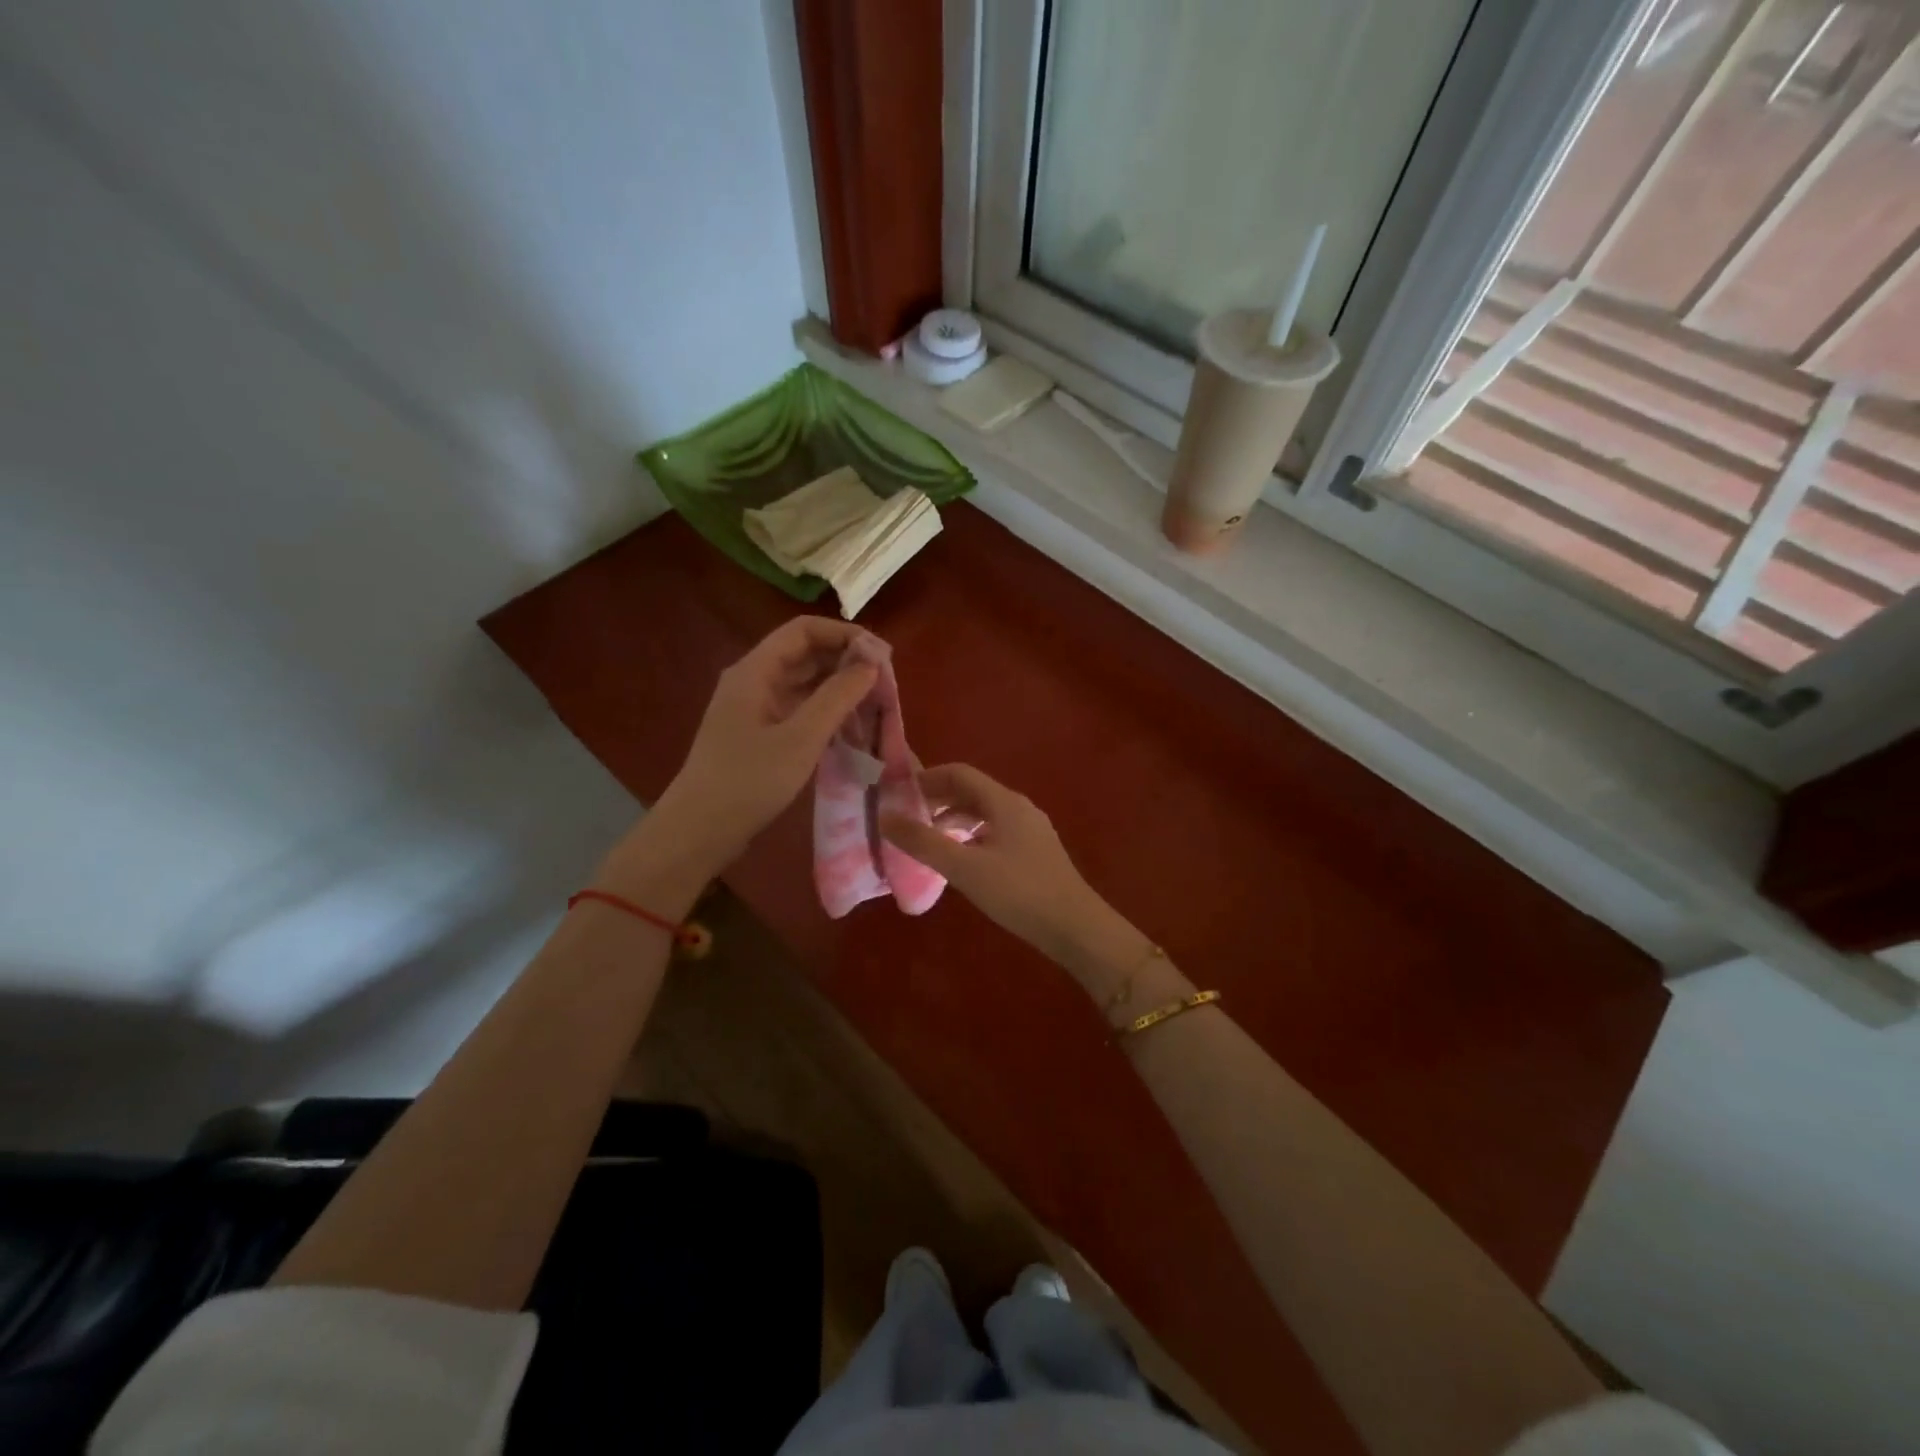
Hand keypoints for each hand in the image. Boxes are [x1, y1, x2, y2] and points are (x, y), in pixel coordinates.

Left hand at [646, 617, 876, 872]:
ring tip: (875, 703)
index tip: (881, 654)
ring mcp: (754, 709)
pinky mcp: (758, 734)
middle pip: (804, 654)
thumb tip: (871, 664)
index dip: (844, 634)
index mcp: (755, 670)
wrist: (699, 831)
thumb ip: (837, 697)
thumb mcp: (801, 738)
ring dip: (838, 688)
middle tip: (885, 682)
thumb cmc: (749, 781)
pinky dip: (825, 711)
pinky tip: (850, 727)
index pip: (804, 630)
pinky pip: (797, 709)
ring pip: (803, 683)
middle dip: (845, 661)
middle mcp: (753, 681)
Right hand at [880, 763, 1143, 982]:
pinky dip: (972, 837)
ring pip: (985, 813)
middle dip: (938, 800)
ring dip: (954, 820)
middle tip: (907, 818)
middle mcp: (1019, 807)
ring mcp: (1031, 830)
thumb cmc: (1018, 892)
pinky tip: (961, 861)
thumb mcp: (964, 867)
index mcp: (1004, 802)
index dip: (927, 778)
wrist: (1075, 927)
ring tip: (928, 840)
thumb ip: (923, 842)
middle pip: (972, 791)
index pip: (960, 773)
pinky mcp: (1036, 852)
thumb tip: (885, 817)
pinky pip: (996, 831)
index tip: (898, 794)